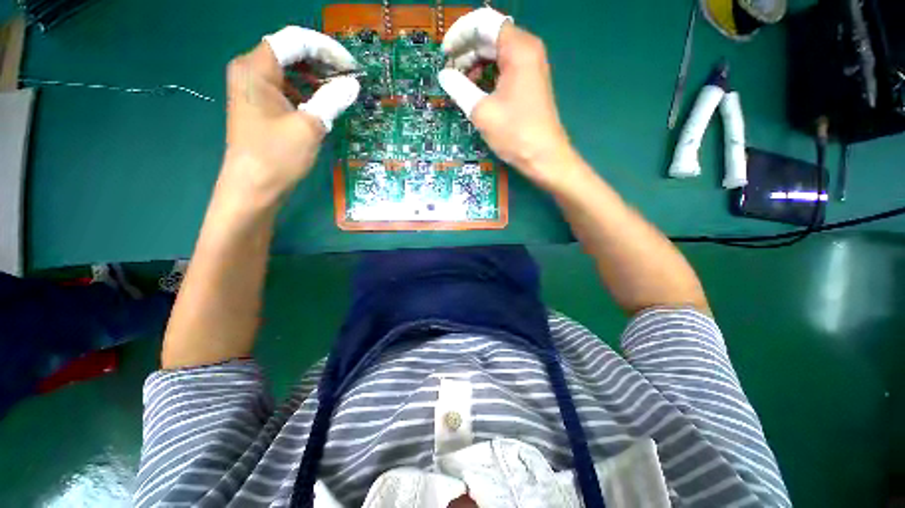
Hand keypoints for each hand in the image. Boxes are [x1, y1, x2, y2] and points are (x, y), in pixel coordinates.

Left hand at [222, 27, 359, 202]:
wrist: (253, 189)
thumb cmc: (277, 156)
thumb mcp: (309, 126)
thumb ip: (331, 100)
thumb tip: (353, 84)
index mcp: (256, 68)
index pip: (294, 40)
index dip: (326, 48)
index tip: (351, 67)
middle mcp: (251, 71)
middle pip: (290, 51)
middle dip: (322, 61)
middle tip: (349, 78)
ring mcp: (254, 89)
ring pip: (290, 70)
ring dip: (316, 77)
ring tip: (341, 90)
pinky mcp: (261, 106)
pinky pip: (287, 88)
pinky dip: (307, 92)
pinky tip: (323, 103)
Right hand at [438, 9, 575, 190]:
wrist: (543, 157)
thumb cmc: (515, 134)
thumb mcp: (482, 111)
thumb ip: (459, 88)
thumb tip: (444, 75)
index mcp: (518, 49)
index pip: (483, 23)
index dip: (460, 34)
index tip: (444, 54)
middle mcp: (527, 50)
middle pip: (490, 35)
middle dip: (466, 50)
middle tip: (449, 71)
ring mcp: (530, 66)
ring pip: (496, 52)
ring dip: (475, 63)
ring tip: (460, 82)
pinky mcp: (529, 82)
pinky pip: (503, 67)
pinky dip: (487, 74)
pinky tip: (476, 89)